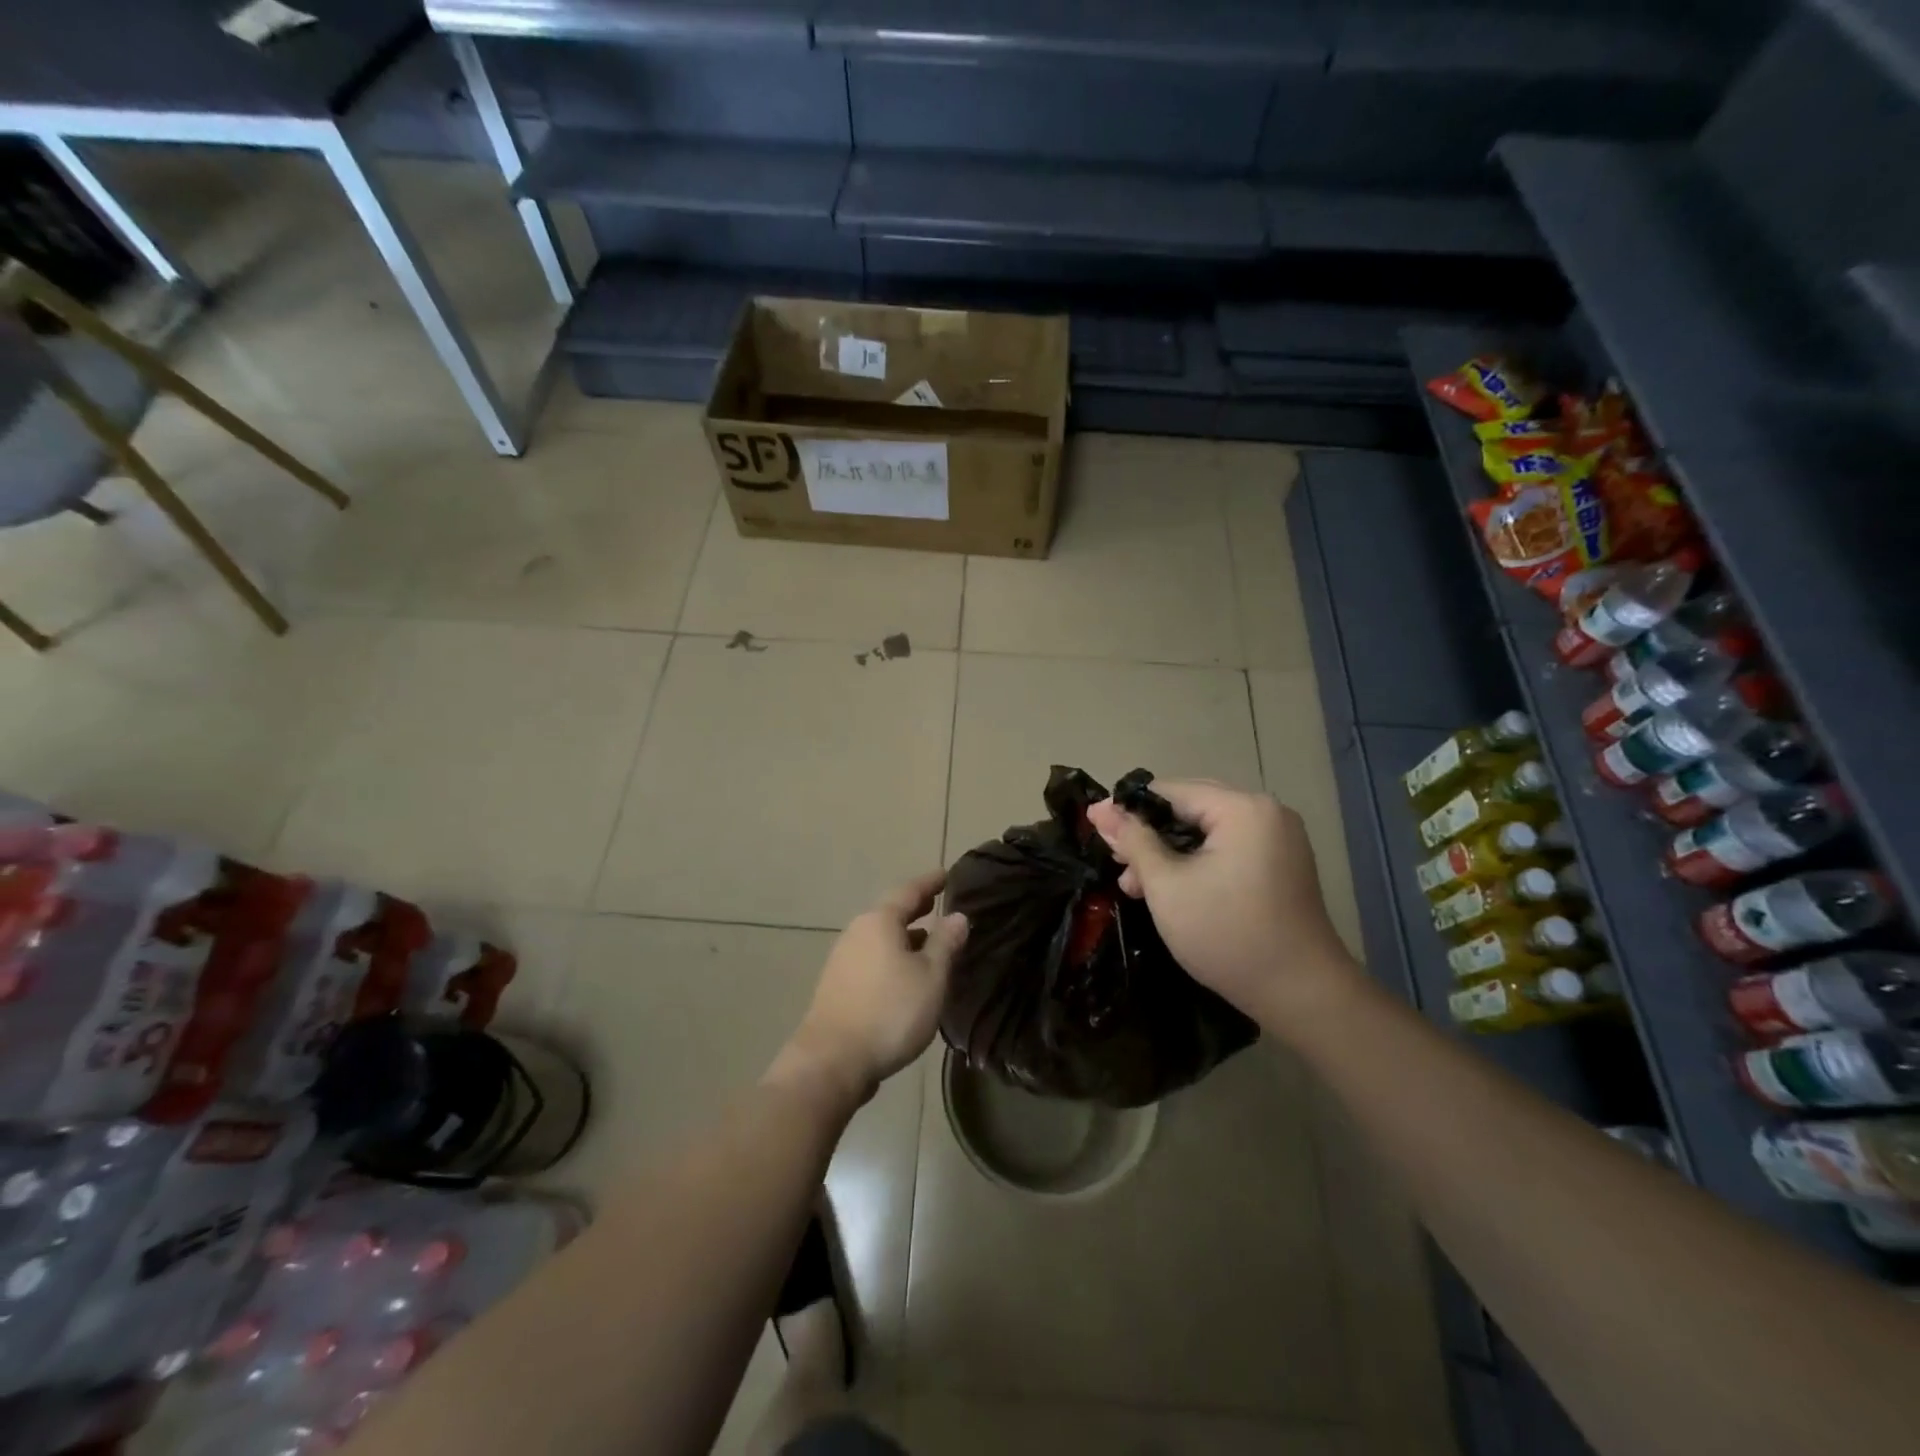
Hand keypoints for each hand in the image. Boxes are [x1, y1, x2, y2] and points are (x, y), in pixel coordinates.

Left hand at [775, 871, 968, 1106]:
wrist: (832, 1061)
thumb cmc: (889, 1012)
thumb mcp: (930, 977)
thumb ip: (945, 943)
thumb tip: (958, 916)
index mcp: (879, 921)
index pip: (909, 891)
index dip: (930, 883)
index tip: (946, 875)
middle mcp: (857, 932)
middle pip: (890, 912)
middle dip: (916, 907)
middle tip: (937, 902)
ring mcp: (843, 959)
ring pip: (880, 937)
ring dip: (904, 935)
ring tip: (927, 940)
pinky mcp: (838, 985)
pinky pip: (872, 957)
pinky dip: (892, 955)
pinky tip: (905, 974)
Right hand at [1085, 780, 1355, 1027]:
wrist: (1302, 995)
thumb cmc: (1227, 935)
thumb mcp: (1167, 886)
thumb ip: (1133, 842)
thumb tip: (1099, 810)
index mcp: (1242, 808)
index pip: (1170, 791)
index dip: (1128, 808)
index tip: (1094, 828)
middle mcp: (1266, 812)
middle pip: (1190, 807)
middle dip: (1148, 834)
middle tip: (1115, 860)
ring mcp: (1278, 839)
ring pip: (1207, 831)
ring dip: (1168, 852)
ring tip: (1134, 883)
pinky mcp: (1281, 864)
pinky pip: (1227, 848)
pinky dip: (1196, 862)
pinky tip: (1169, 887)